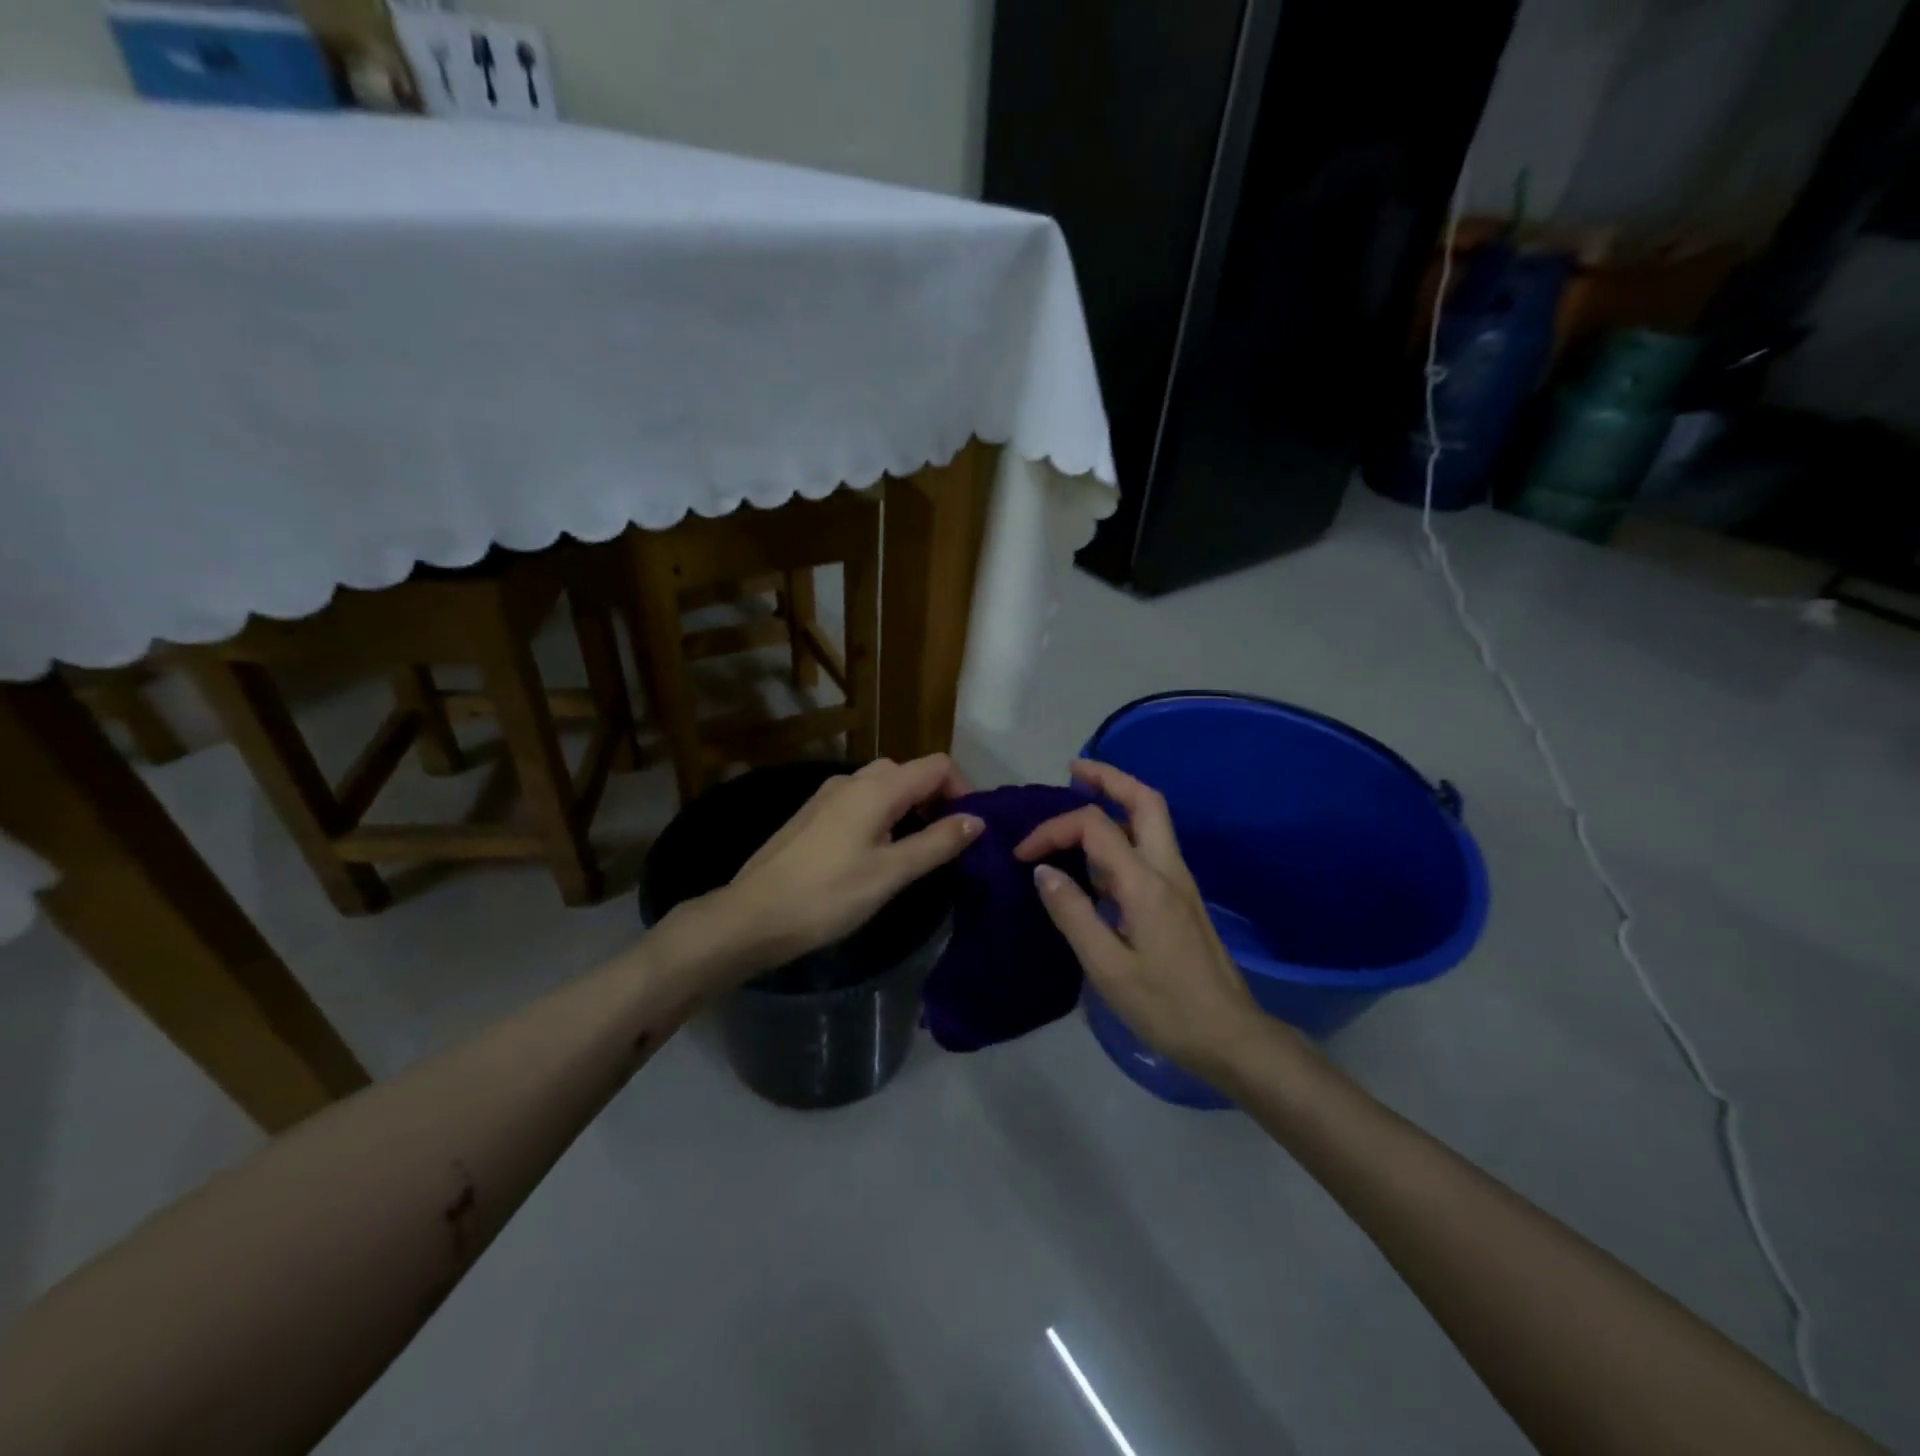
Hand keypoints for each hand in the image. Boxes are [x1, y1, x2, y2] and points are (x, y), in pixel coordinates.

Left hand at [715, 755, 980, 972]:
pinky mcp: (813, 814)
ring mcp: (828, 795)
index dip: (963, 790)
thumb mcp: (891, 873)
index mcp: (877, 787)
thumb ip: (937, 843)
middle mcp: (853, 780)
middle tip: (945, 842)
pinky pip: (861, 801)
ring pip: (883, 786)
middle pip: (910, 772)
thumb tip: (976, 821)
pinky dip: (883, 815)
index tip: (969, 829)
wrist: (752, 915)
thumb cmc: (828, 895)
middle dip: (936, 798)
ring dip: (909, 807)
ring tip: (915, 851)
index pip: (937, 766)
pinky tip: (877, 853)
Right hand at [1015, 759, 1272, 1078]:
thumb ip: (1073, 914)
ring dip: (1118, 799)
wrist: (1230, 1036)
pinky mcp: (1180, 897)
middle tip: (1072, 771)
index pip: (1095, 826)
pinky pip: (1151, 845)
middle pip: (1144, 799)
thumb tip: (1043, 870)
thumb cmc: (1166, 1006)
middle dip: (1108, 777)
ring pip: (1152, 818)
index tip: (1023, 855)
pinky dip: (1123, 831)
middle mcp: (1167, 869)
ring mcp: (1179, 881)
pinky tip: (1097, 856)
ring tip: (1080, 799)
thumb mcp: (1108, 968)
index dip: (1054, 829)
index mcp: (1146, 883)